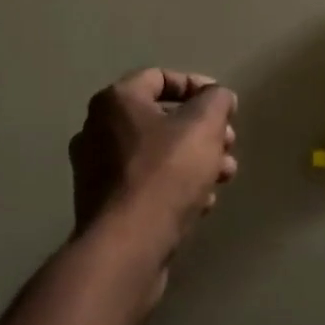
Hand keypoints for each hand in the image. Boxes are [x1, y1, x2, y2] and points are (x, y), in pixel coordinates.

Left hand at [69, 68, 237, 300]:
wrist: (128, 247)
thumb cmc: (166, 173)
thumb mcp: (204, 125)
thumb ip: (216, 100)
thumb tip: (218, 96)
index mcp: (115, 101)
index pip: (159, 78)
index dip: (197, 86)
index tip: (225, 107)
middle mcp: (97, 130)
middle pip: (160, 118)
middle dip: (202, 130)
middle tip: (228, 144)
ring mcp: (96, 170)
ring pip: (156, 154)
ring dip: (195, 160)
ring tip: (224, 176)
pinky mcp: (104, 206)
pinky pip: (146, 184)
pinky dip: (174, 187)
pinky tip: (201, 203)